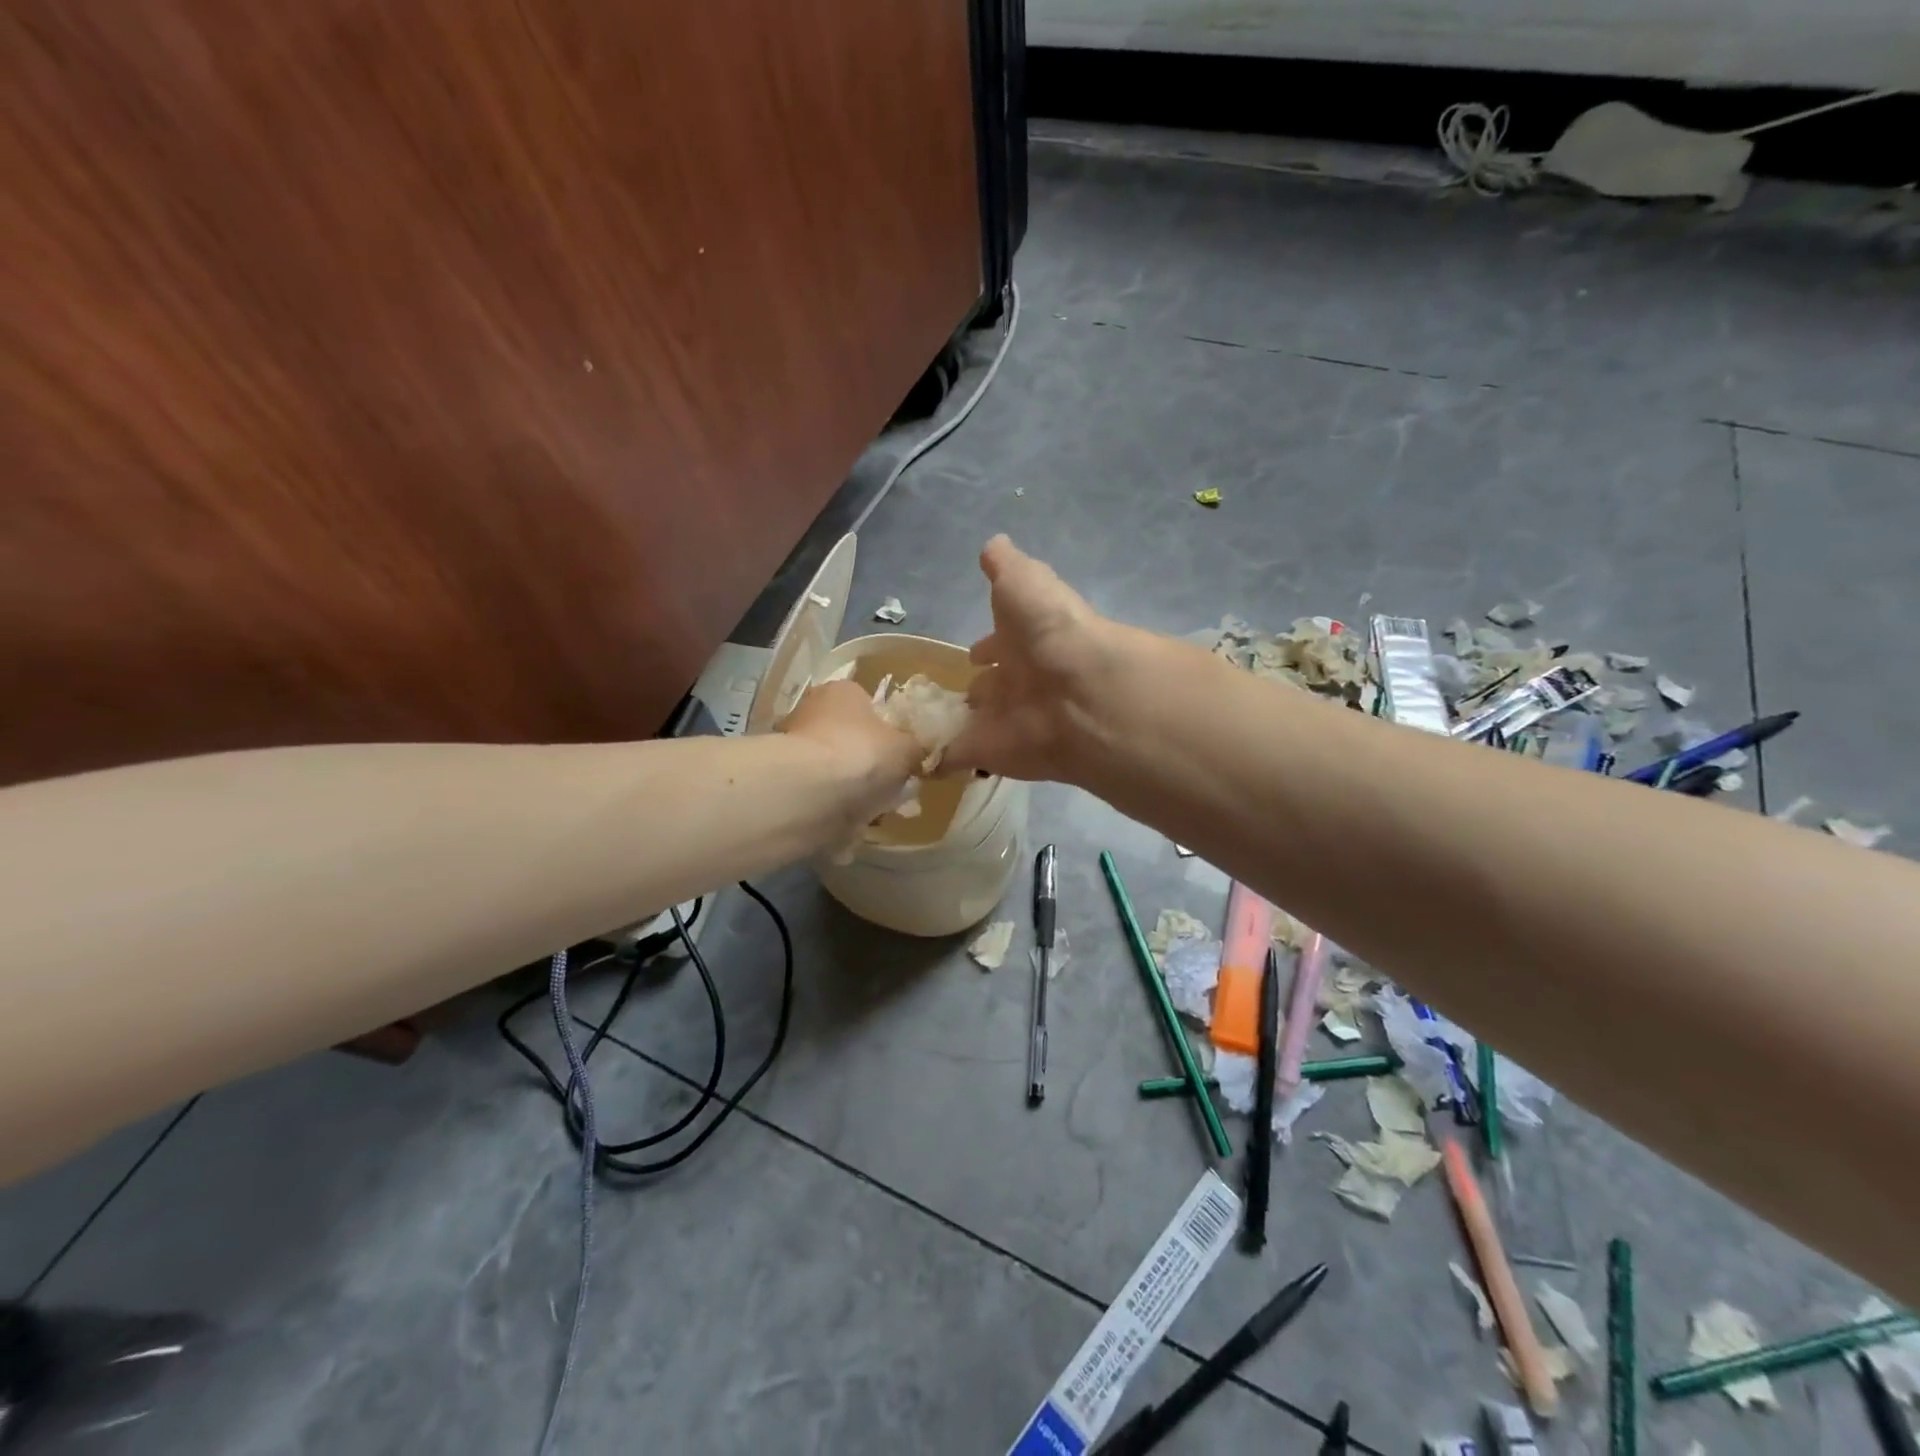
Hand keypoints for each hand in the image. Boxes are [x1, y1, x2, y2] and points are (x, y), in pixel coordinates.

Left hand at [776, 677, 920, 823]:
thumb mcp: (908, 748)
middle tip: (894, 786)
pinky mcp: (786, 783)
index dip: (890, 731)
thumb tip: (921, 751)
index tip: (904, 756)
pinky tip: (854, 824)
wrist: (810, 794)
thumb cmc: (863, 754)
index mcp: (843, 691)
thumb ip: (918, 747)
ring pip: (837, 770)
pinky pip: (823, 795)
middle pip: (851, 738)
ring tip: (878, 810)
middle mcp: (813, 711)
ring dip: (855, 789)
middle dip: (871, 764)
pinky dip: (838, 809)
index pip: (870, 705)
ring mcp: (795, 748)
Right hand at [946, 536, 1128, 783]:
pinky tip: (914, 759)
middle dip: (979, 688)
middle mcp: (1018, 681)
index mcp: (1026, 641)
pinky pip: (955, 755)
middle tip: (953, 695)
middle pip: (993, 686)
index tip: (972, 654)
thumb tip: (993, 544)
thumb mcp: (1024, 580)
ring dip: (959, 721)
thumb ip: (1006, 565)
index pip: (1001, 645)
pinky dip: (936, 758)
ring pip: (977, 720)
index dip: (987, 647)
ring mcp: (1004, 720)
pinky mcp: (987, 753)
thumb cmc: (1048, 628)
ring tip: (925, 725)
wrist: (1075, 691)